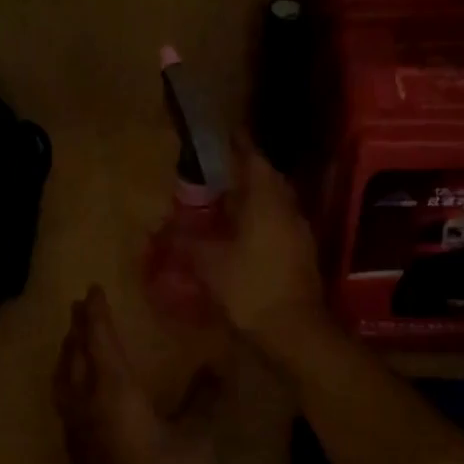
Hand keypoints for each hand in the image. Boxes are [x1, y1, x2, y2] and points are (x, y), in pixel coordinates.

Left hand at [53, 285, 216, 463]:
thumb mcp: (195, 437)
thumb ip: (204, 398)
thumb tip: (217, 366)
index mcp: (113, 390)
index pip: (99, 339)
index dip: (96, 313)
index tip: (91, 290)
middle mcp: (86, 403)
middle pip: (74, 355)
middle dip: (77, 328)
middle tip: (80, 308)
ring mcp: (76, 430)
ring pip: (62, 379)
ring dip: (66, 354)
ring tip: (72, 342)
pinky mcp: (74, 453)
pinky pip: (63, 401)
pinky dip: (67, 381)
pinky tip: (77, 390)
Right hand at [194, 133, 328, 350]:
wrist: (295, 330)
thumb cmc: (251, 288)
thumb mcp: (209, 264)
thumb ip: (185, 242)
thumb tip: (160, 228)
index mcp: (267, 202)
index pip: (254, 160)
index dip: (239, 145)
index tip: (226, 133)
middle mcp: (288, 209)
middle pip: (269, 179)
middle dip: (247, 170)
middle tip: (222, 168)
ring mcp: (300, 231)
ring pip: (277, 202)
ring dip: (256, 196)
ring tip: (229, 198)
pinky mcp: (303, 252)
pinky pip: (280, 222)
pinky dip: (263, 218)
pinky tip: (244, 231)